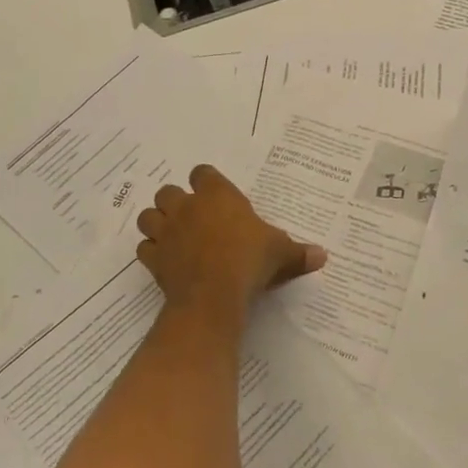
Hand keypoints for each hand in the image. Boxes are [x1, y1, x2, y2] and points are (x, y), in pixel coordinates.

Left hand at [135, 166, 327, 313]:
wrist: (214, 294)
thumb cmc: (249, 261)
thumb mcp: (280, 254)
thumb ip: (298, 253)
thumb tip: (323, 255)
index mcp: (217, 195)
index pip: (202, 173)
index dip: (206, 183)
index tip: (216, 197)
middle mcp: (187, 207)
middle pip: (168, 191)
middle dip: (176, 202)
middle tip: (192, 219)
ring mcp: (166, 231)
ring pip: (148, 216)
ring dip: (157, 223)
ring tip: (172, 236)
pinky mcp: (153, 257)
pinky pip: (144, 248)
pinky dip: (151, 252)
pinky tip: (164, 260)